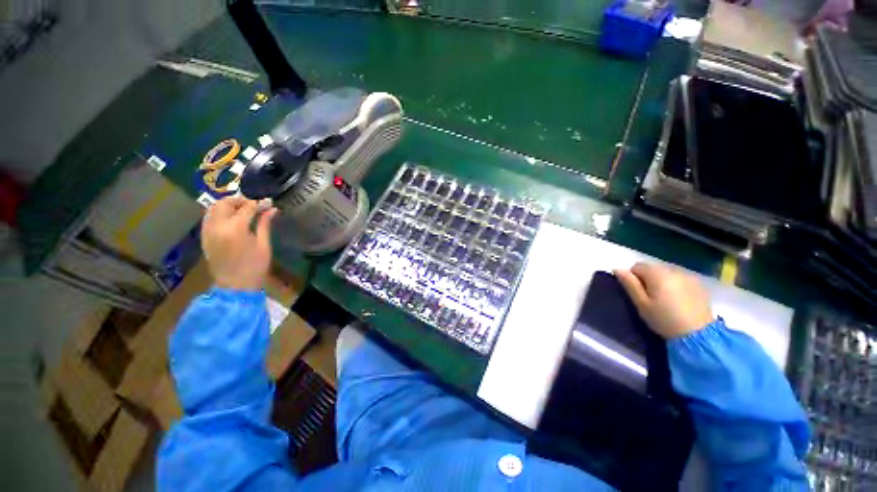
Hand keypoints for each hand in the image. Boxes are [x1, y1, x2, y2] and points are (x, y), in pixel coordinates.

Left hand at [201, 196, 277, 291]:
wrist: (235, 286)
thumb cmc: (255, 266)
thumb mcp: (264, 245)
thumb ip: (264, 224)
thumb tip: (272, 209)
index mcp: (236, 228)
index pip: (247, 207)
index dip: (259, 203)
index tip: (268, 203)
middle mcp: (218, 226)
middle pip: (224, 203)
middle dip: (240, 201)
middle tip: (253, 206)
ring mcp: (208, 232)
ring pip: (213, 208)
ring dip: (227, 205)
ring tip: (241, 211)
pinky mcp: (204, 237)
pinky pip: (208, 218)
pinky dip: (218, 213)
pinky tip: (230, 219)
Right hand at [613, 262, 712, 338]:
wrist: (698, 334)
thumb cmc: (664, 319)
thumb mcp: (641, 303)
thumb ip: (629, 284)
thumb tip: (617, 269)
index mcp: (657, 274)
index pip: (637, 266)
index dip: (633, 278)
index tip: (638, 293)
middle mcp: (673, 270)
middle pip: (653, 268)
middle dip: (648, 279)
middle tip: (650, 298)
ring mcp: (688, 276)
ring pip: (666, 273)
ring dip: (662, 281)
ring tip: (665, 299)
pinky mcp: (699, 284)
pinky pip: (680, 279)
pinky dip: (675, 285)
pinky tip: (679, 300)